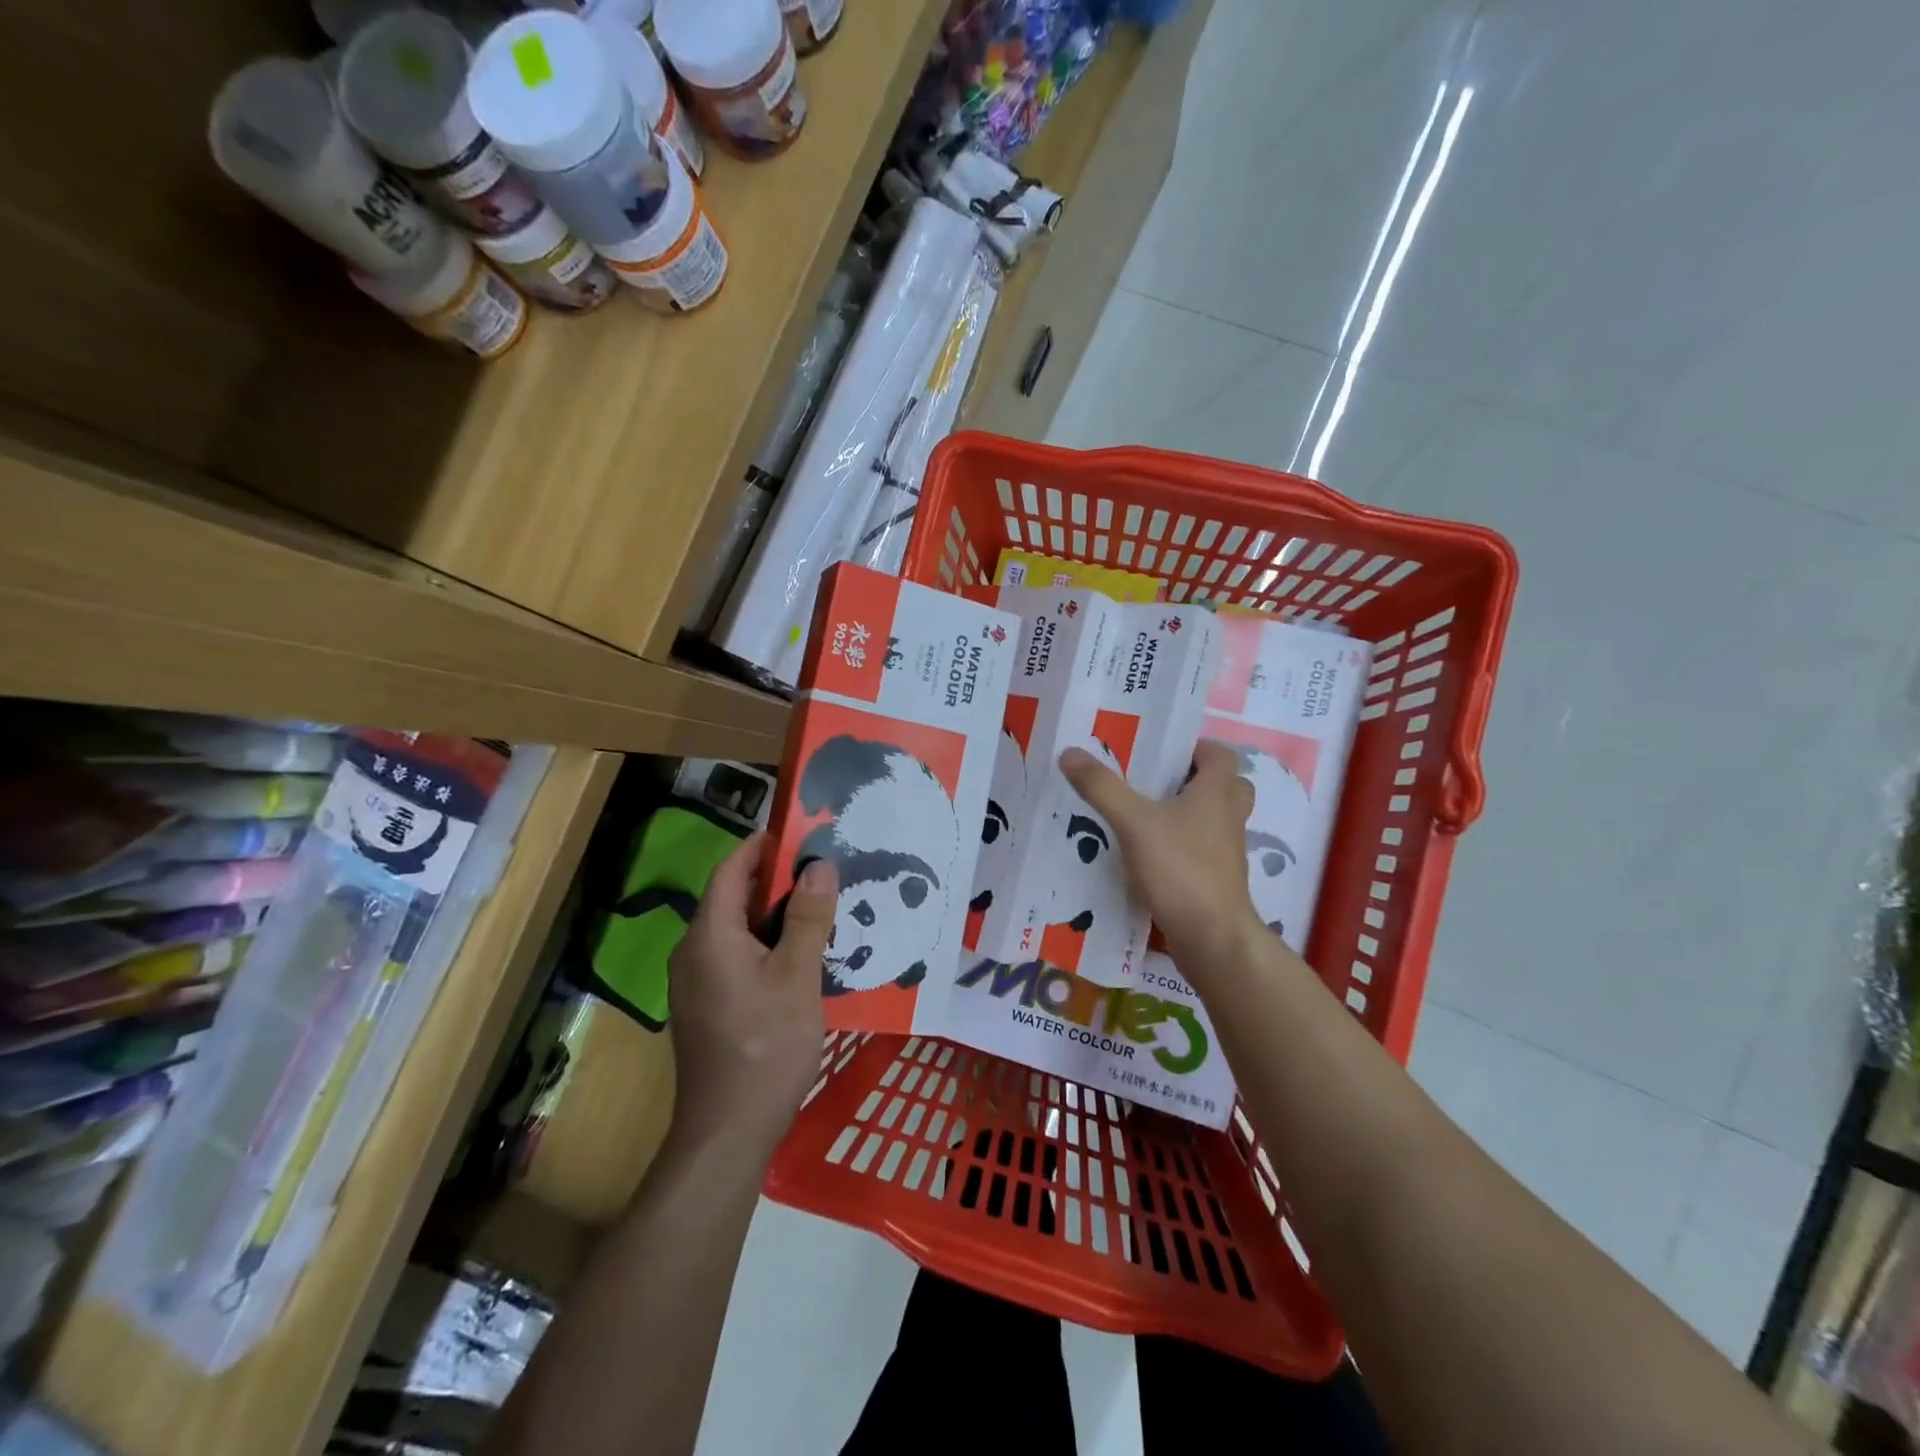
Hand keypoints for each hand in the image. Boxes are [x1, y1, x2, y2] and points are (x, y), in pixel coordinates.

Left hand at [667, 833, 835, 1153]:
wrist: (727, 1133)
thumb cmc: (765, 1047)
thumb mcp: (797, 978)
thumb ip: (808, 918)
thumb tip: (818, 865)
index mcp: (709, 936)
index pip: (730, 870)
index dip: (761, 847)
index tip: (800, 834)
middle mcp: (693, 952)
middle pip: (731, 898)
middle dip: (775, 880)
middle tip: (822, 872)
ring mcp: (696, 982)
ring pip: (735, 930)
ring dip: (773, 915)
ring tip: (819, 909)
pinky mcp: (706, 1006)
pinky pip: (734, 956)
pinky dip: (765, 944)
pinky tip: (800, 956)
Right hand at [1060, 740, 1263, 979]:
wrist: (1213, 938)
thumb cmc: (1180, 869)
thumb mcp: (1133, 822)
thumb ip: (1102, 787)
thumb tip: (1069, 752)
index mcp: (1217, 793)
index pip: (1221, 755)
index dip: (1197, 747)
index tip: (1162, 751)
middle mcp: (1228, 818)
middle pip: (1225, 787)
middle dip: (1195, 780)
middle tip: (1156, 782)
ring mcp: (1226, 852)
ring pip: (1215, 820)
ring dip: (1189, 814)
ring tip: (1146, 815)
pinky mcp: (1218, 880)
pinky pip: (1204, 851)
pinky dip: (1183, 847)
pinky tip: (1149, 854)